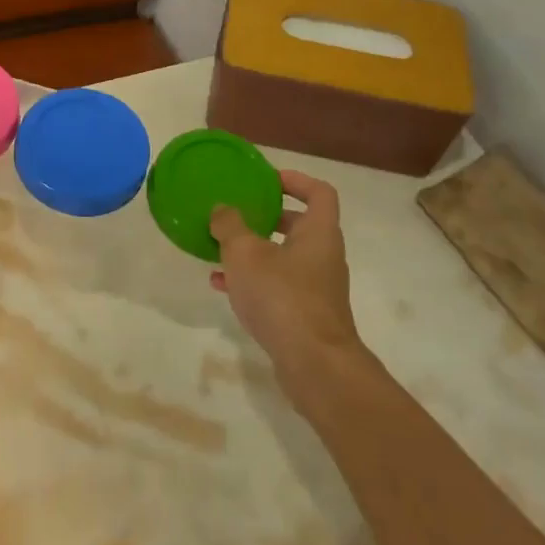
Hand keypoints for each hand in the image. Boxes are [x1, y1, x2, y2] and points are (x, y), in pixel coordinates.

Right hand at [210, 170, 364, 387]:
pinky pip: (277, 286)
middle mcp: (324, 256)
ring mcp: (317, 287)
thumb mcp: (245, 253)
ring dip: (254, 251)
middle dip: (268, 217)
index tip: (267, 180)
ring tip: (220, 249)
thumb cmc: (282, 296)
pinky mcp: (306, 314)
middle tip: (239, 213)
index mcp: (319, 232)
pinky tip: (220, 285)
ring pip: (284, 257)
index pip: (319, 192)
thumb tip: (222, 210)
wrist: (313, 364)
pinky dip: (253, 281)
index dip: (296, 180)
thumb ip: (230, 225)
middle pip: (300, 224)